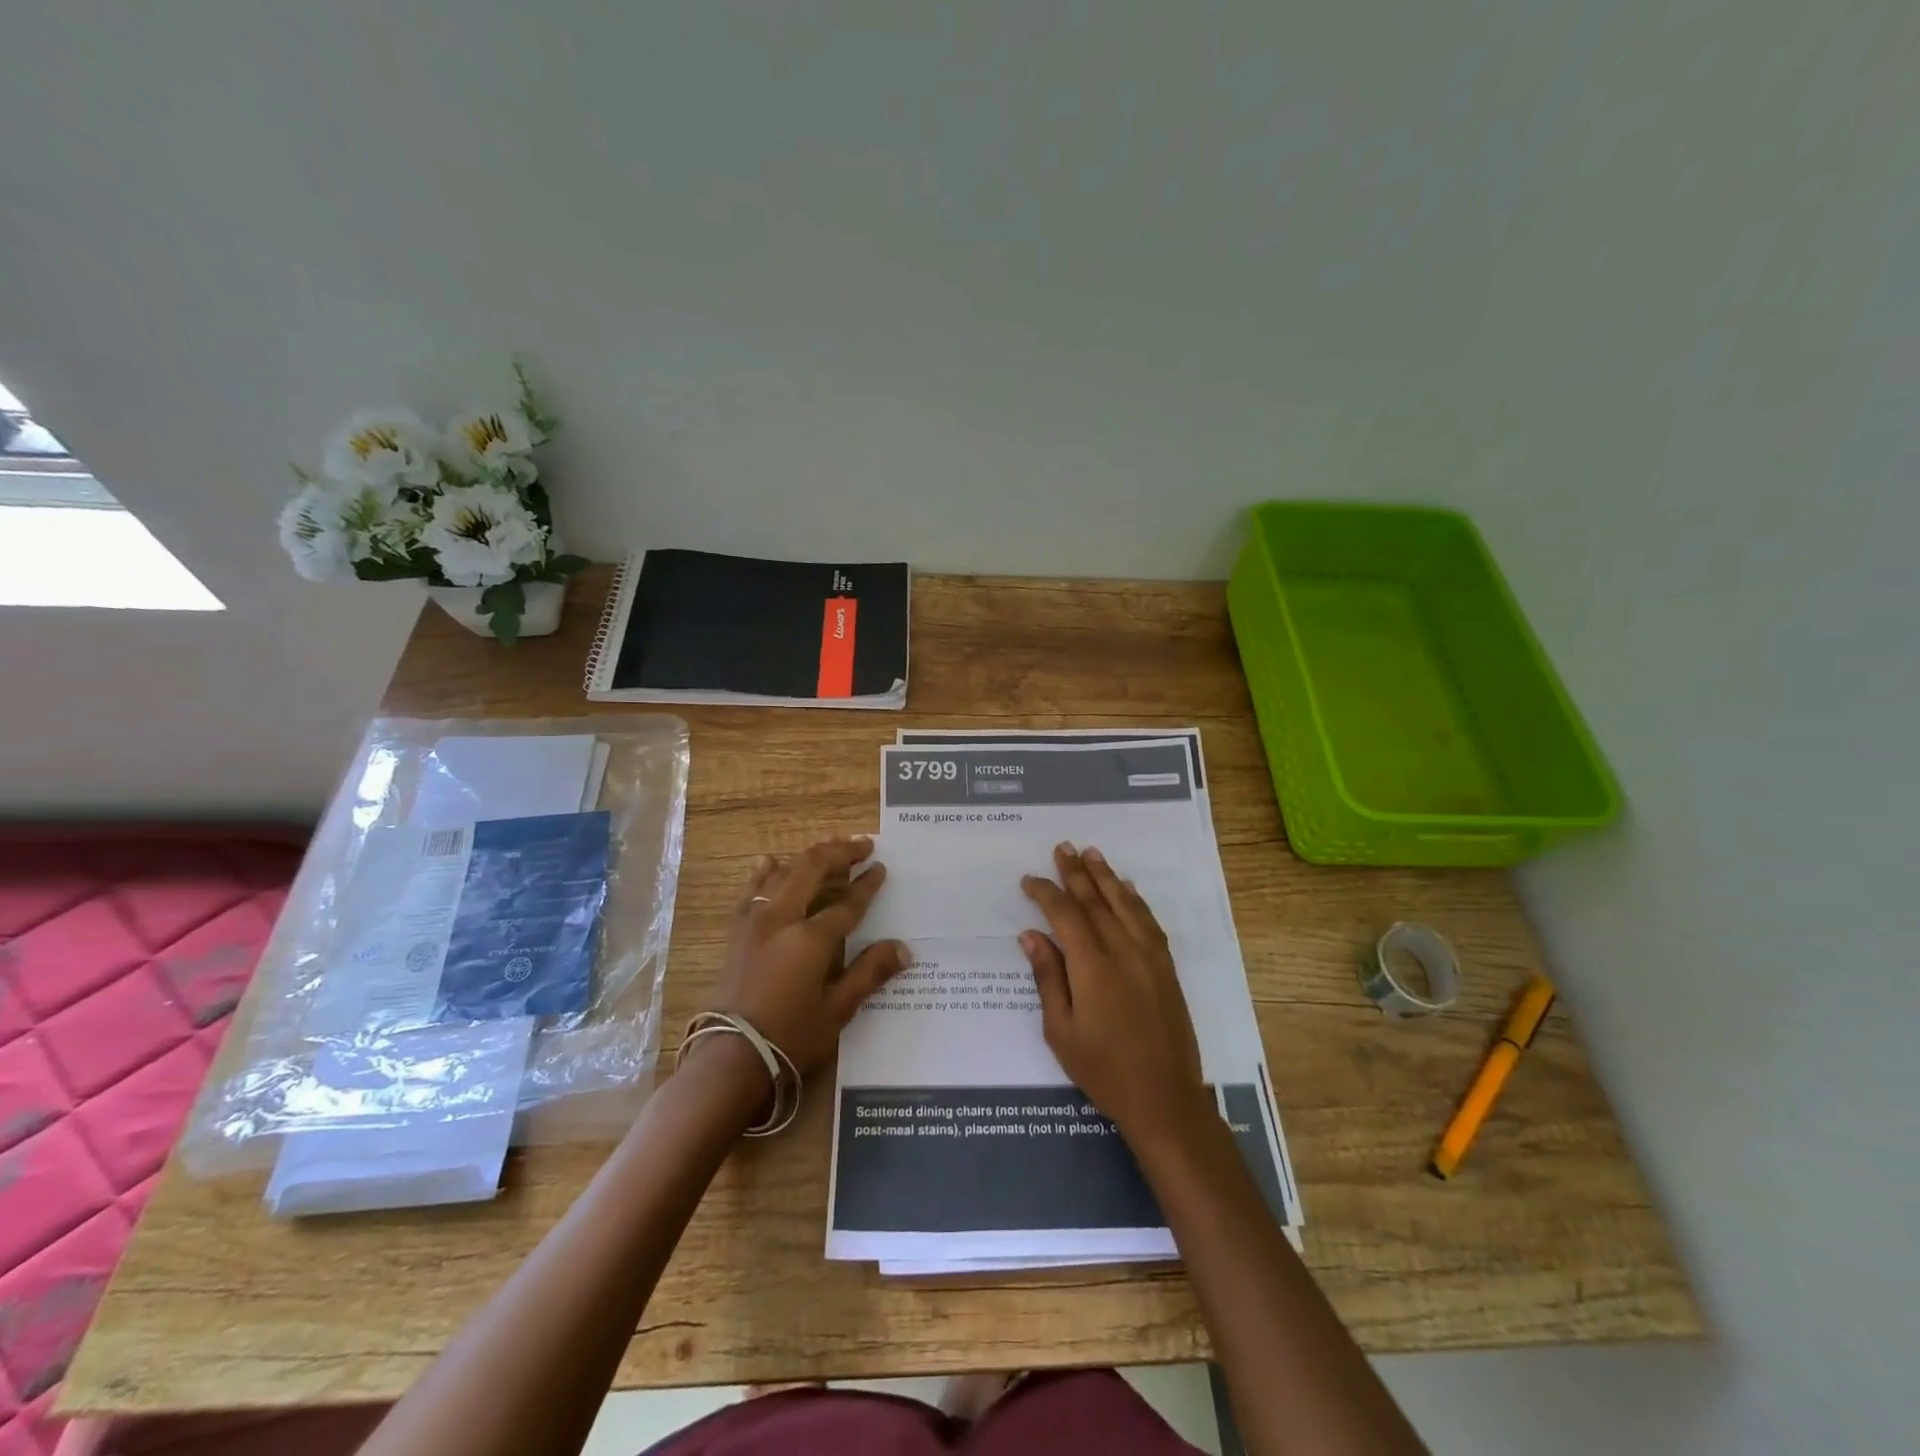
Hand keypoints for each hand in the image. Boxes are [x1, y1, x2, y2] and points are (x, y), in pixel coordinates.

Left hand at [708, 835, 906, 1075]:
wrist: (730, 1057)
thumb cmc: (790, 1037)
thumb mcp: (837, 1010)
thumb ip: (869, 973)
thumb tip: (904, 949)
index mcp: (811, 938)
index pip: (847, 902)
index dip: (867, 884)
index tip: (881, 867)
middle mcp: (782, 918)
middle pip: (813, 870)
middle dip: (840, 852)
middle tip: (863, 844)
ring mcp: (756, 921)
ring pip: (784, 872)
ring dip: (809, 856)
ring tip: (829, 847)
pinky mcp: (738, 930)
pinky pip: (752, 889)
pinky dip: (766, 871)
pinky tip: (772, 861)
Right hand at [1020, 842, 1210, 1153]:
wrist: (1164, 1098)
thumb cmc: (1103, 1070)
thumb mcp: (1061, 1031)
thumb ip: (1047, 978)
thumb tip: (1031, 935)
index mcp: (1092, 966)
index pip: (1065, 915)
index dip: (1046, 893)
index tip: (1029, 879)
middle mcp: (1123, 951)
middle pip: (1096, 901)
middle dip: (1076, 873)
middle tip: (1062, 847)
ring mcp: (1149, 956)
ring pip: (1125, 903)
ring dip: (1106, 876)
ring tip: (1092, 853)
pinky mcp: (1166, 967)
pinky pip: (1148, 921)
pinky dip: (1135, 899)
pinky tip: (1127, 889)